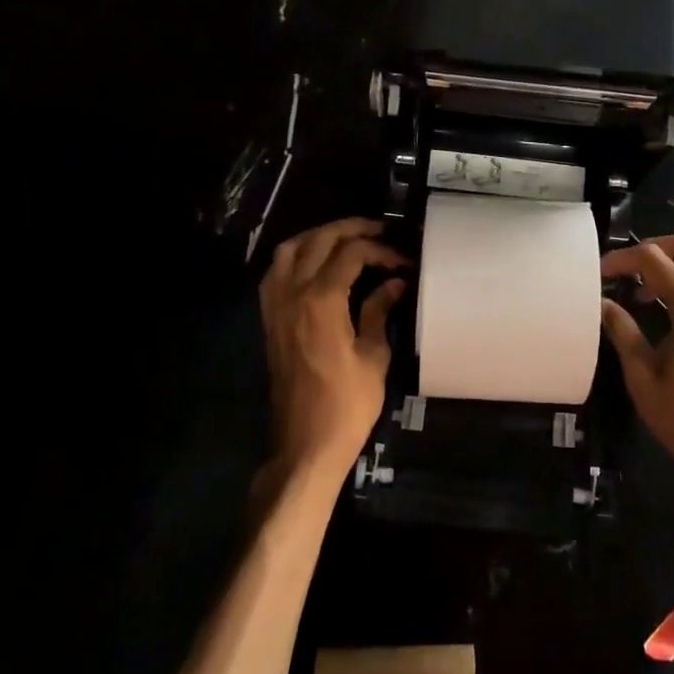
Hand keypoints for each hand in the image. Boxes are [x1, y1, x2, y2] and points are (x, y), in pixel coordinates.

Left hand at [260, 217, 408, 479]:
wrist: (305, 444)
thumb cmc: (347, 405)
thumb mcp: (373, 356)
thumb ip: (379, 310)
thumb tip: (394, 282)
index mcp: (321, 300)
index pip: (352, 253)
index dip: (382, 250)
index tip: (404, 261)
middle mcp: (293, 293)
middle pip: (319, 240)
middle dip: (351, 229)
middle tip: (380, 231)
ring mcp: (275, 304)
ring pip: (290, 249)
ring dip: (319, 236)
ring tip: (347, 240)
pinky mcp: (269, 318)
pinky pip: (276, 271)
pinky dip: (297, 257)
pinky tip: (317, 264)